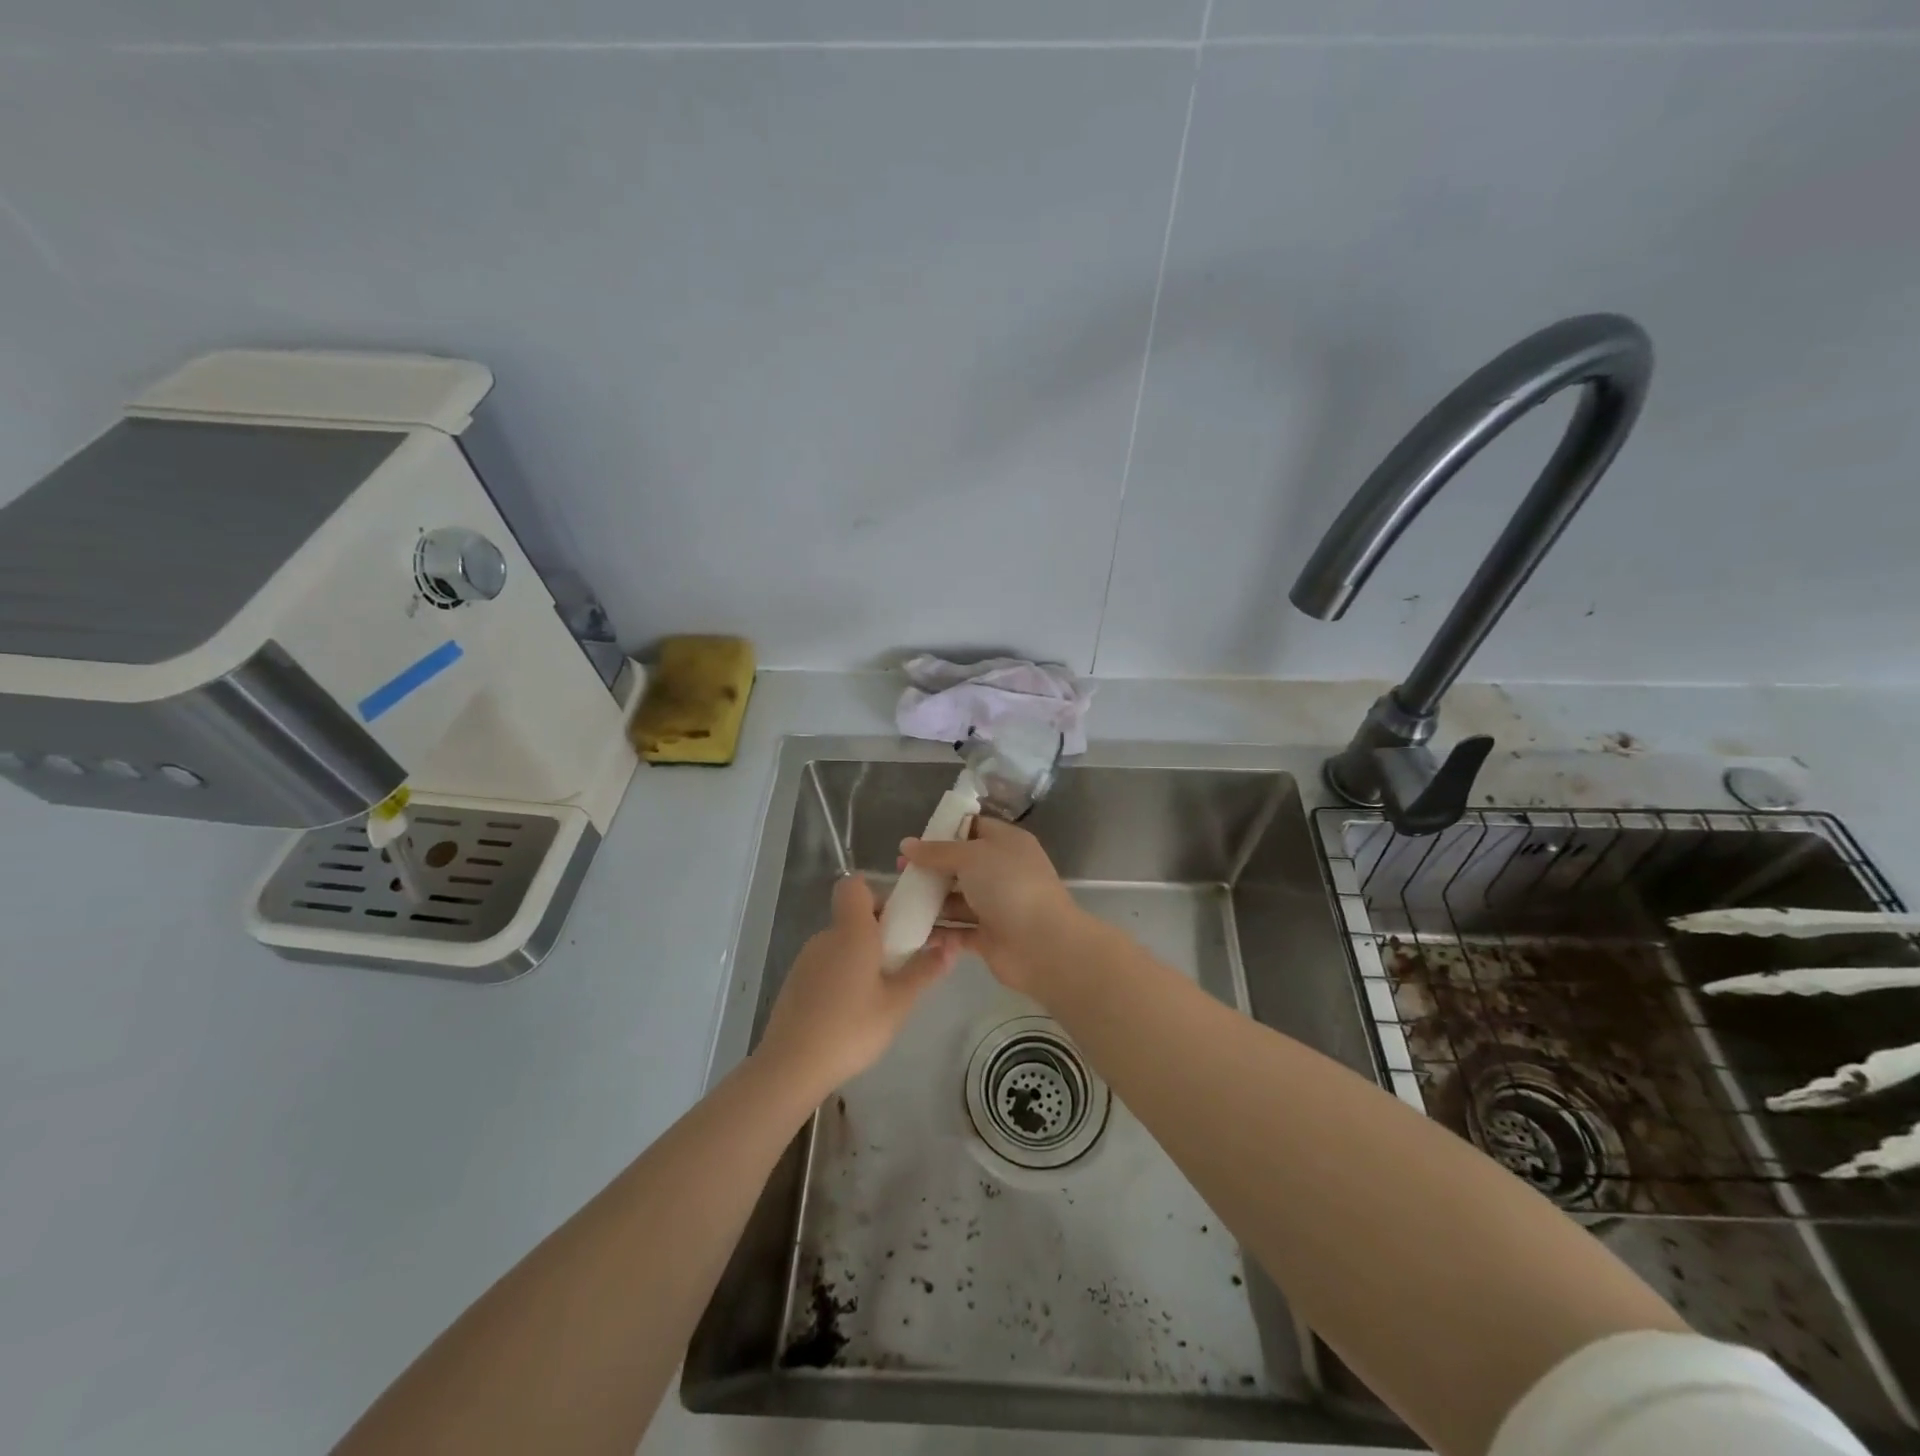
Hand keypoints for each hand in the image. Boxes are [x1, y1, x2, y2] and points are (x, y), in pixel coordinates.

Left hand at [756, 874, 959, 1100]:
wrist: (791, 1066)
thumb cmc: (851, 1028)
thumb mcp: (898, 1003)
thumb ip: (925, 971)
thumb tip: (952, 946)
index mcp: (851, 931)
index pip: (856, 886)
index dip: (878, 892)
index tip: (901, 917)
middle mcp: (826, 936)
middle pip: (853, 915)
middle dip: (881, 929)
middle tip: (904, 959)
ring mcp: (807, 959)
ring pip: (841, 941)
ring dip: (862, 954)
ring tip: (883, 989)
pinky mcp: (796, 982)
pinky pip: (827, 962)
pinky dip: (844, 973)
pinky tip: (854, 1008)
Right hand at [899, 817, 1088, 999]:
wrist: (1042, 944)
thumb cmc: (1009, 886)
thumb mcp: (972, 856)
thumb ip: (937, 851)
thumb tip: (906, 844)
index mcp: (1006, 843)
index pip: (973, 828)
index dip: (945, 832)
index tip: (915, 841)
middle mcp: (1002, 872)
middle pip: (961, 865)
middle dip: (931, 869)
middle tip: (900, 873)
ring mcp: (996, 906)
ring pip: (957, 899)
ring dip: (930, 901)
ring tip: (897, 902)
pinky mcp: (988, 937)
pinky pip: (957, 930)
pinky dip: (937, 930)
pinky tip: (910, 928)